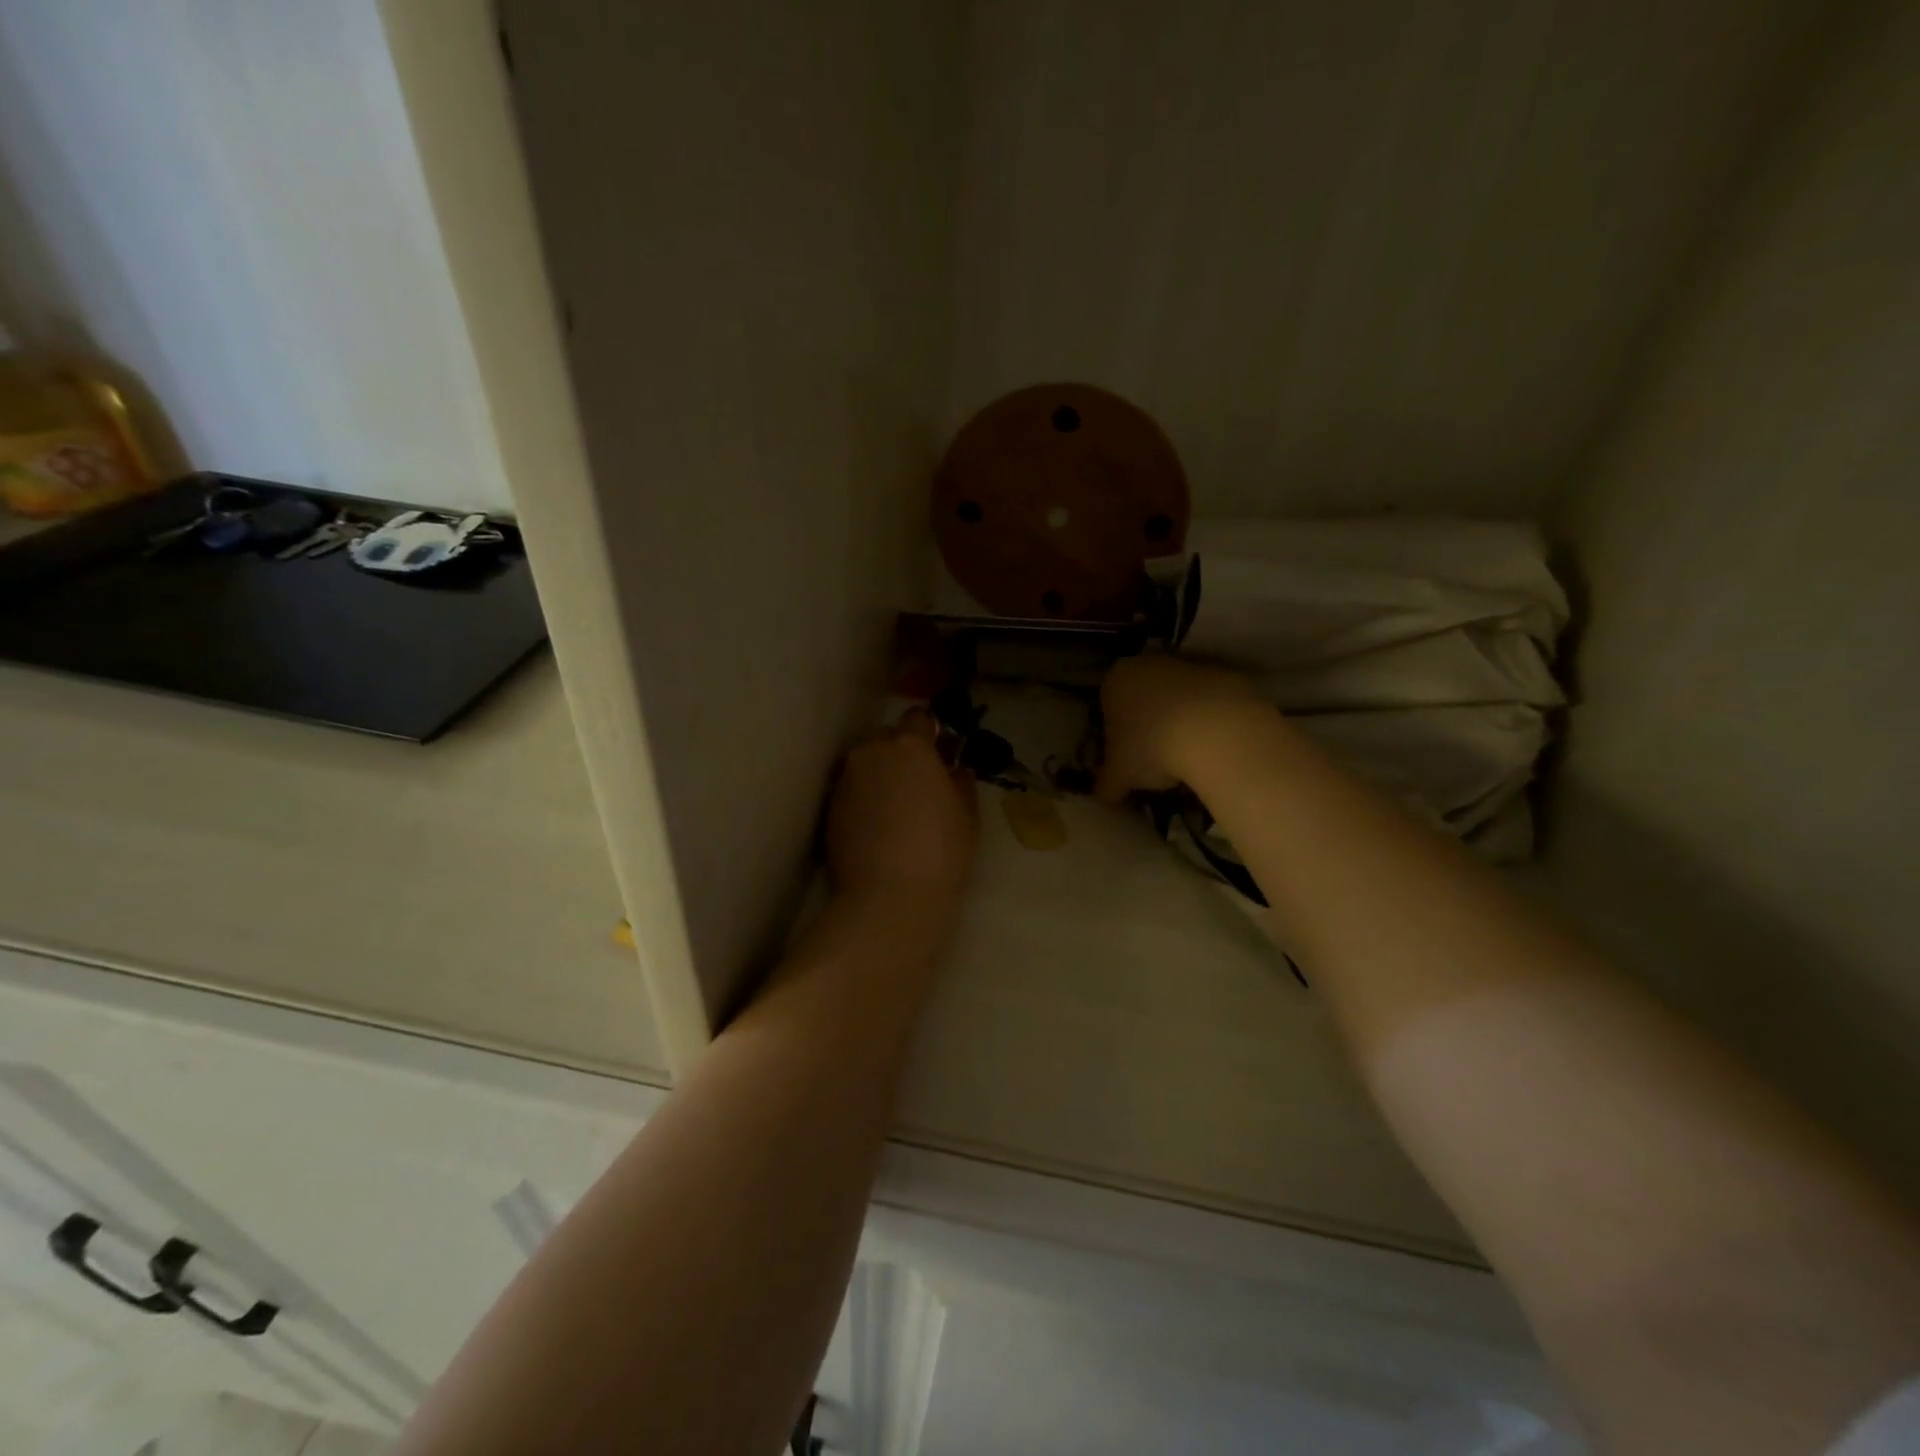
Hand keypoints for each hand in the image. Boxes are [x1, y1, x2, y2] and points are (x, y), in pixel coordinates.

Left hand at [826, 710, 977, 908]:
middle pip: (885, 739)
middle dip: (899, 753)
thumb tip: (957, 771)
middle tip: (916, 783)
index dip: (929, 733)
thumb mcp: (967, 816)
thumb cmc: (941, 851)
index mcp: (909, 746)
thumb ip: (962, 784)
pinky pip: (850, 791)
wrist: (889, 897)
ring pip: (864, 765)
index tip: (939, 754)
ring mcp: (845, 780)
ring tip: (893, 808)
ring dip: (878, 776)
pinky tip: (875, 826)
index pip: (918, 719)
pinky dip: (861, 799)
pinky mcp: (828, 808)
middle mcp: (871, 752)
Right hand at [1095, 655, 1274, 802]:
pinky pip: (1206, 701)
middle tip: (1155, 758)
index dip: (1115, 735)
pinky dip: (1206, 720)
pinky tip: (1212, 745)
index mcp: (1115, 680)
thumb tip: (1103, 796)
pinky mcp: (1223, 674)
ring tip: (1187, 755)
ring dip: (1178, 720)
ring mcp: (1187, 666)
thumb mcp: (1119, 776)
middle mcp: (1147, 663)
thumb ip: (1106, 785)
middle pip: (1142, 697)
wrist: (1216, 732)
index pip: (1107, 706)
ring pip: (1175, 697)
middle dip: (1147, 724)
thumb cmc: (1151, 748)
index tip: (1127, 758)